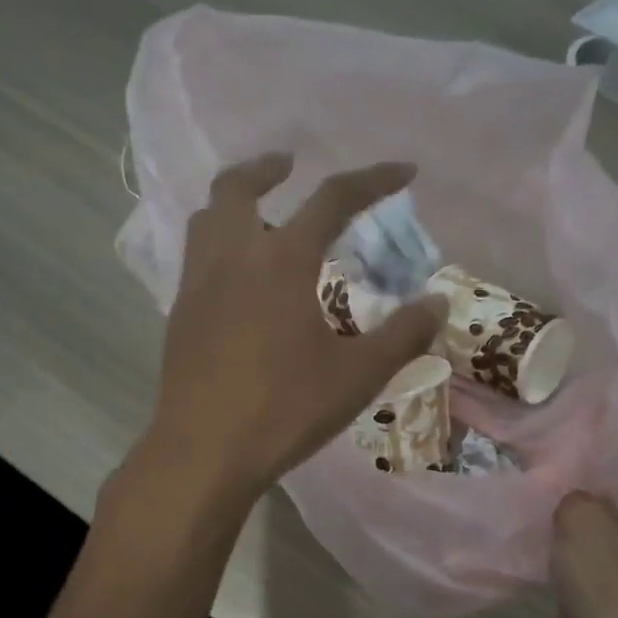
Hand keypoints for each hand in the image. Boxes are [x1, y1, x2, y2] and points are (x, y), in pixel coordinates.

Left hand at [138, 153, 447, 506]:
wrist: (204, 452)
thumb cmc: (285, 410)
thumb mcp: (357, 375)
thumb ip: (403, 334)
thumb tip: (438, 303)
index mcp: (281, 262)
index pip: (332, 199)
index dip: (372, 179)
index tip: (403, 171)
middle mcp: (233, 258)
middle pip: (238, 187)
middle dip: (267, 167)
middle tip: (290, 165)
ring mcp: (197, 285)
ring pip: (207, 218)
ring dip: (235, 202)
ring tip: (262, 216)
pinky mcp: (179, 315)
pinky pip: (196, 257)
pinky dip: (220, 243)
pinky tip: (240, 279)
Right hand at [552, 413, 617, 617]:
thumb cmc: (611, 585)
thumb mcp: (584, 522)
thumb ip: (576, 493)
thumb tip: (576, 497)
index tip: (613, 401)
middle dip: (612, 452)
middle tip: (568, 432)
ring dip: (590, 492)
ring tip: (550, 469)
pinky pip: (602, 543)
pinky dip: (579, 528)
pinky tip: (544, 520)